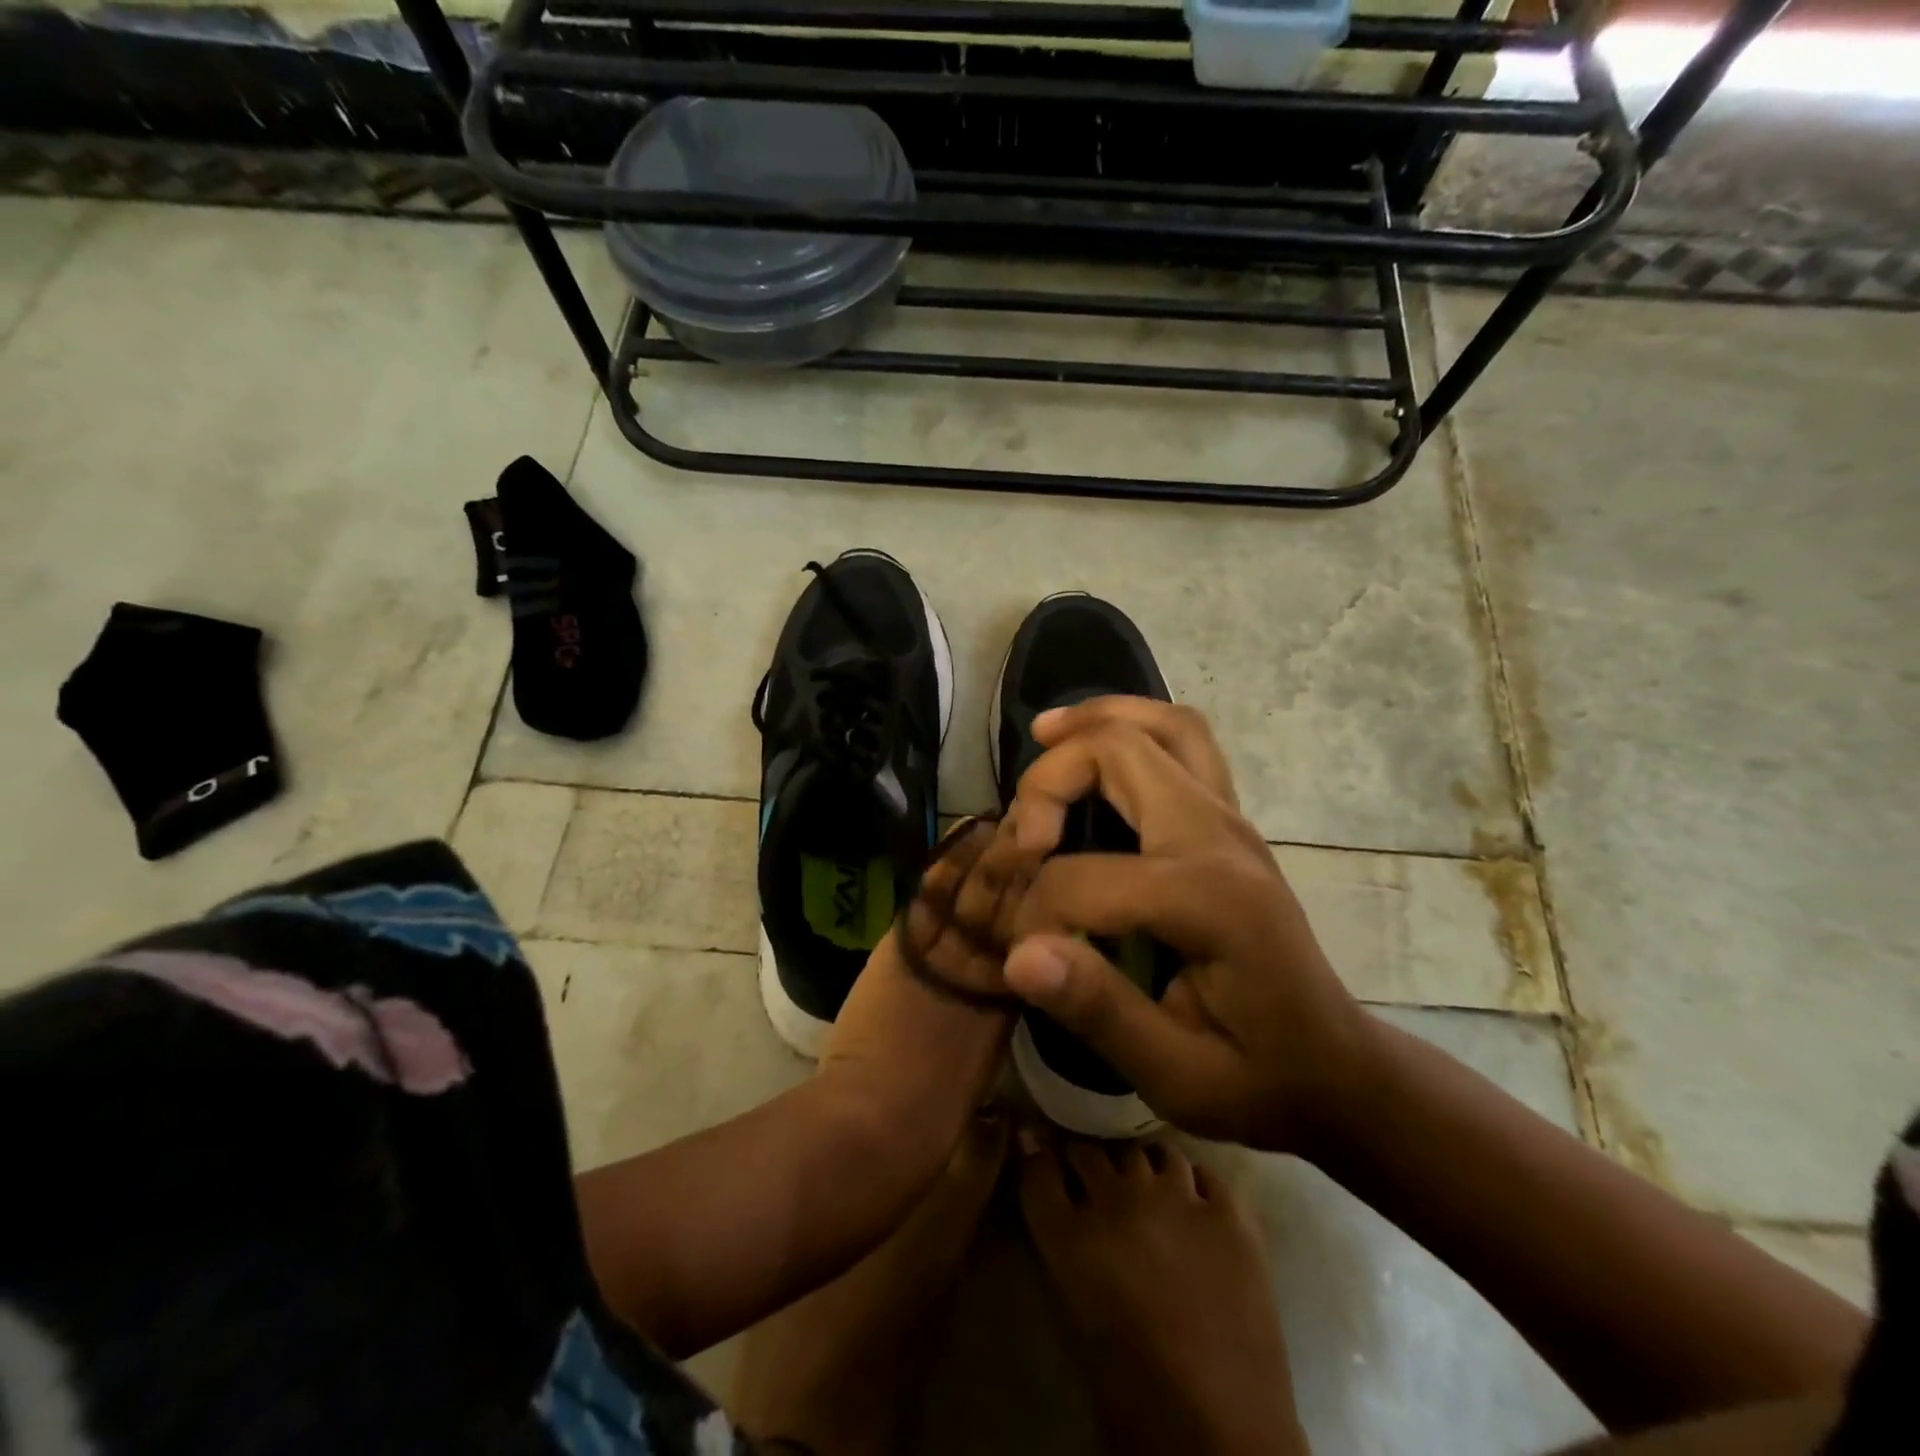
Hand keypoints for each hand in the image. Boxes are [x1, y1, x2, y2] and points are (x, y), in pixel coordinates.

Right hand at [999, 698, 1377, 1155]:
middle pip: (1121, 753)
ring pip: (1163, 724)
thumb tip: (1017, 955)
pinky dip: (1130, 725)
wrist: (1335, 1068)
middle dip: (1051, 782)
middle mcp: (1222, 837)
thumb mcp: (1177, 1073)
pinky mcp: (1229, 820)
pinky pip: (1181, 740)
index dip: (1034, 913)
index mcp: (1208, 900)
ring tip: (1044, 734)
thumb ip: (1100, 1011)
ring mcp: (1232, 819)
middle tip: (1024, 837)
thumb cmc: (1258, 1078)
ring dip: (1096, 720)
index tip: (1022, 957)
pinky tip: (1090, 742)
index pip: (1083, 877)